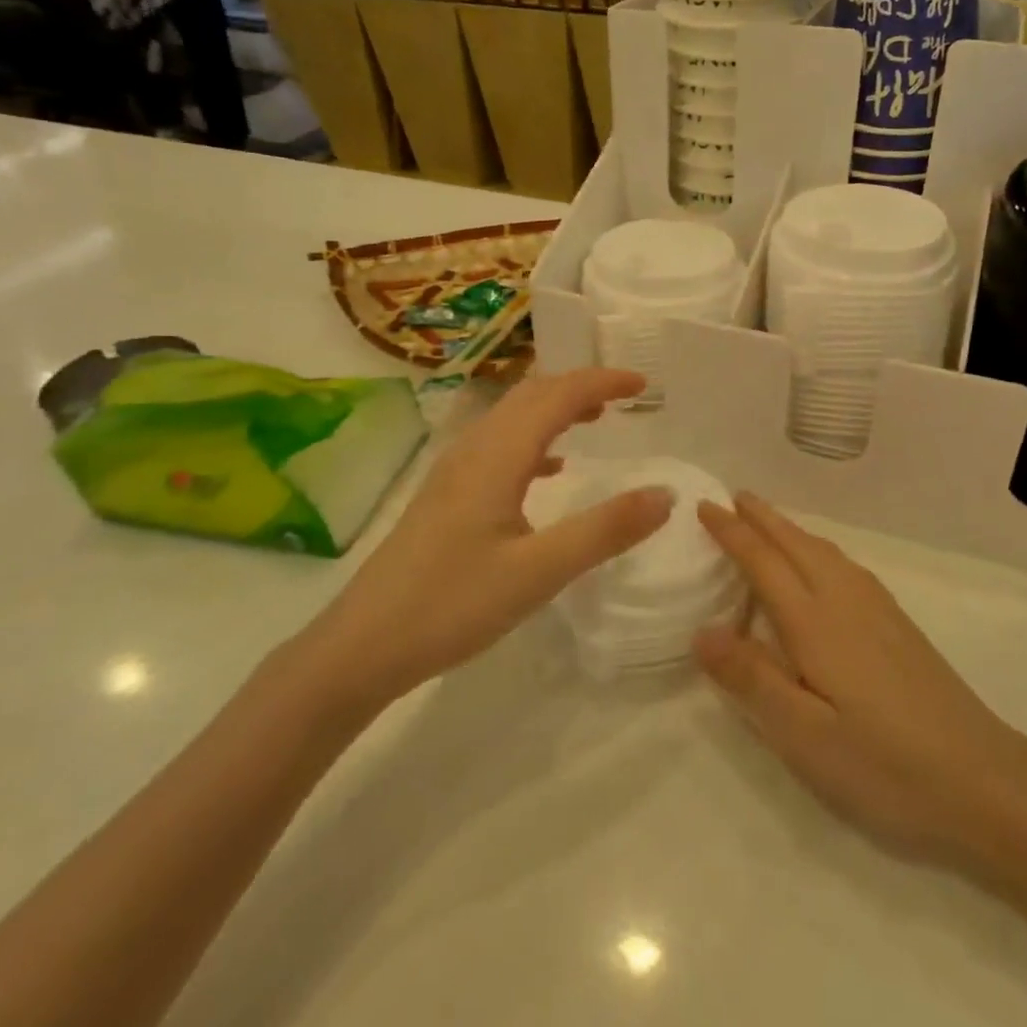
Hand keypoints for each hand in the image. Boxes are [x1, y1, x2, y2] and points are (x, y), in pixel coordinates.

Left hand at [303, 369, 670, 718]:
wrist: (362, 645)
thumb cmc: (451, 604)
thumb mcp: (539, 572)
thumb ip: (605, 530)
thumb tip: (665, 495)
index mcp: (498, 455)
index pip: (559, 395)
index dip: (603, 381)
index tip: (644, 384)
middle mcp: (475, 449)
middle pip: (533, 394)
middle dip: (581, 386)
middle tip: (625, 397)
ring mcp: (455, 470)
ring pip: (513, 416)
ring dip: (556, 407)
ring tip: (596, 419)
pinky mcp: (447, 494)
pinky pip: (500, 445)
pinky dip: (535, 438)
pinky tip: (550, 468)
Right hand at [694, 494, 1026, 865]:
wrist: (982, 778)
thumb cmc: (884, 764)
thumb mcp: (805, 736)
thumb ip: (752, 679)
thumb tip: (702, 631)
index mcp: (815, 621)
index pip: (763, 561)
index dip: (732, 532)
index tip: (704, 507)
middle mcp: (844, 599)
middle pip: (795, 543)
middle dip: (761, 517)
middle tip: (731, 497)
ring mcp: (877, 608)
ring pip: (823, 549)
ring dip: (790, 529)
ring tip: (767, 521)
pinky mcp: (897, 622)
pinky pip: (843, 563)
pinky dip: (816, 547)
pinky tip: (821, 564)